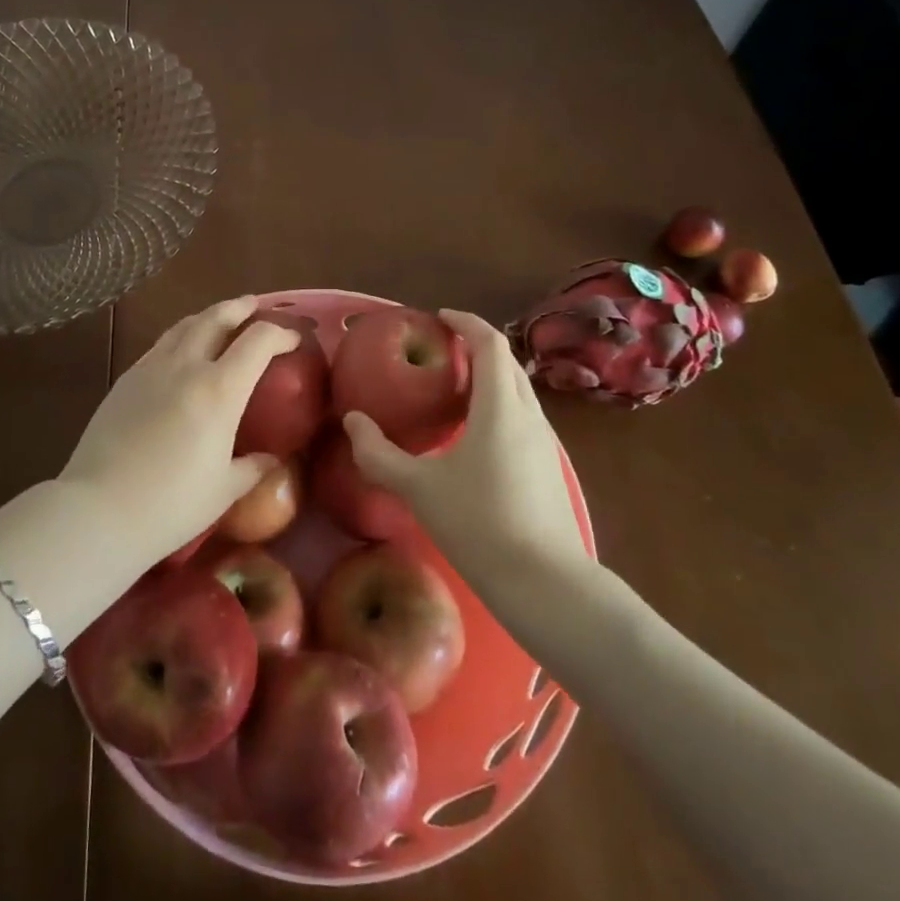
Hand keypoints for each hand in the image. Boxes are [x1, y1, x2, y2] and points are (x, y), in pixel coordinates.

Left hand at [58, 296, 300, 569]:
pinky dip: (180, 336)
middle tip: (254, 306)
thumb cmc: (171, 506)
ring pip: (184, 326)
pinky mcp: (125, 380)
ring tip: (219, 320)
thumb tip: (271, 459)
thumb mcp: (224, 491)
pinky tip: (180, 350)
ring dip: (208, 316)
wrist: (99, 510)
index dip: (280, 334)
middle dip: (240, 308)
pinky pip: (160, 345)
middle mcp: (186, 367)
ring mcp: (150, 369)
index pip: (258, 342)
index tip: (292, 339)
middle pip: (216, 318)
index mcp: (219, 390)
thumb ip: (253, 468)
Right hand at [344, 309, 587, 588]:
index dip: (466, 322)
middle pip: (507, 363)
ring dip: (489, 377)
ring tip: (454, 388)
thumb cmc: (479, 524)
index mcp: (500, 407)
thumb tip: (352, 421)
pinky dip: (497, 405)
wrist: (545, 583)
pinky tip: (474, 434)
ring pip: (517, 391)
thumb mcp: (419, 488)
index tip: (440, 317)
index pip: (490, 344)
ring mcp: (544, 443)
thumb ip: (379, 453)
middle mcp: (528, 415)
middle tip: (442, 350)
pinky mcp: (547, 468)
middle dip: (477, 346)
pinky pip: (521, 417)